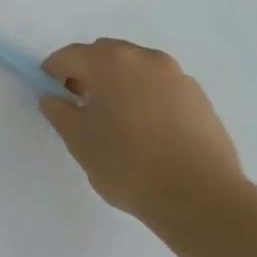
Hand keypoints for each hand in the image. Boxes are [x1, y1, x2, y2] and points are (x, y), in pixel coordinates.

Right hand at [38, 38, 246, 229]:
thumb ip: (58, 112)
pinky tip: (151, 133)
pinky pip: (162, 88)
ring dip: (121, 85)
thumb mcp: (79, 141)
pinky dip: (149, 99)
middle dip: (89, 74)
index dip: (53, 74)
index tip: (53, 98)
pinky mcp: (201, 99)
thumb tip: (53, 98)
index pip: (69, 56)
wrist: (204, 201)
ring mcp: (177, 76)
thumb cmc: (130, 165)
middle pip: (104, 56)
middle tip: (84, 108)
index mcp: (109, 61)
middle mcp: (144, 58)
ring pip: (136, 70)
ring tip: (121, 122)